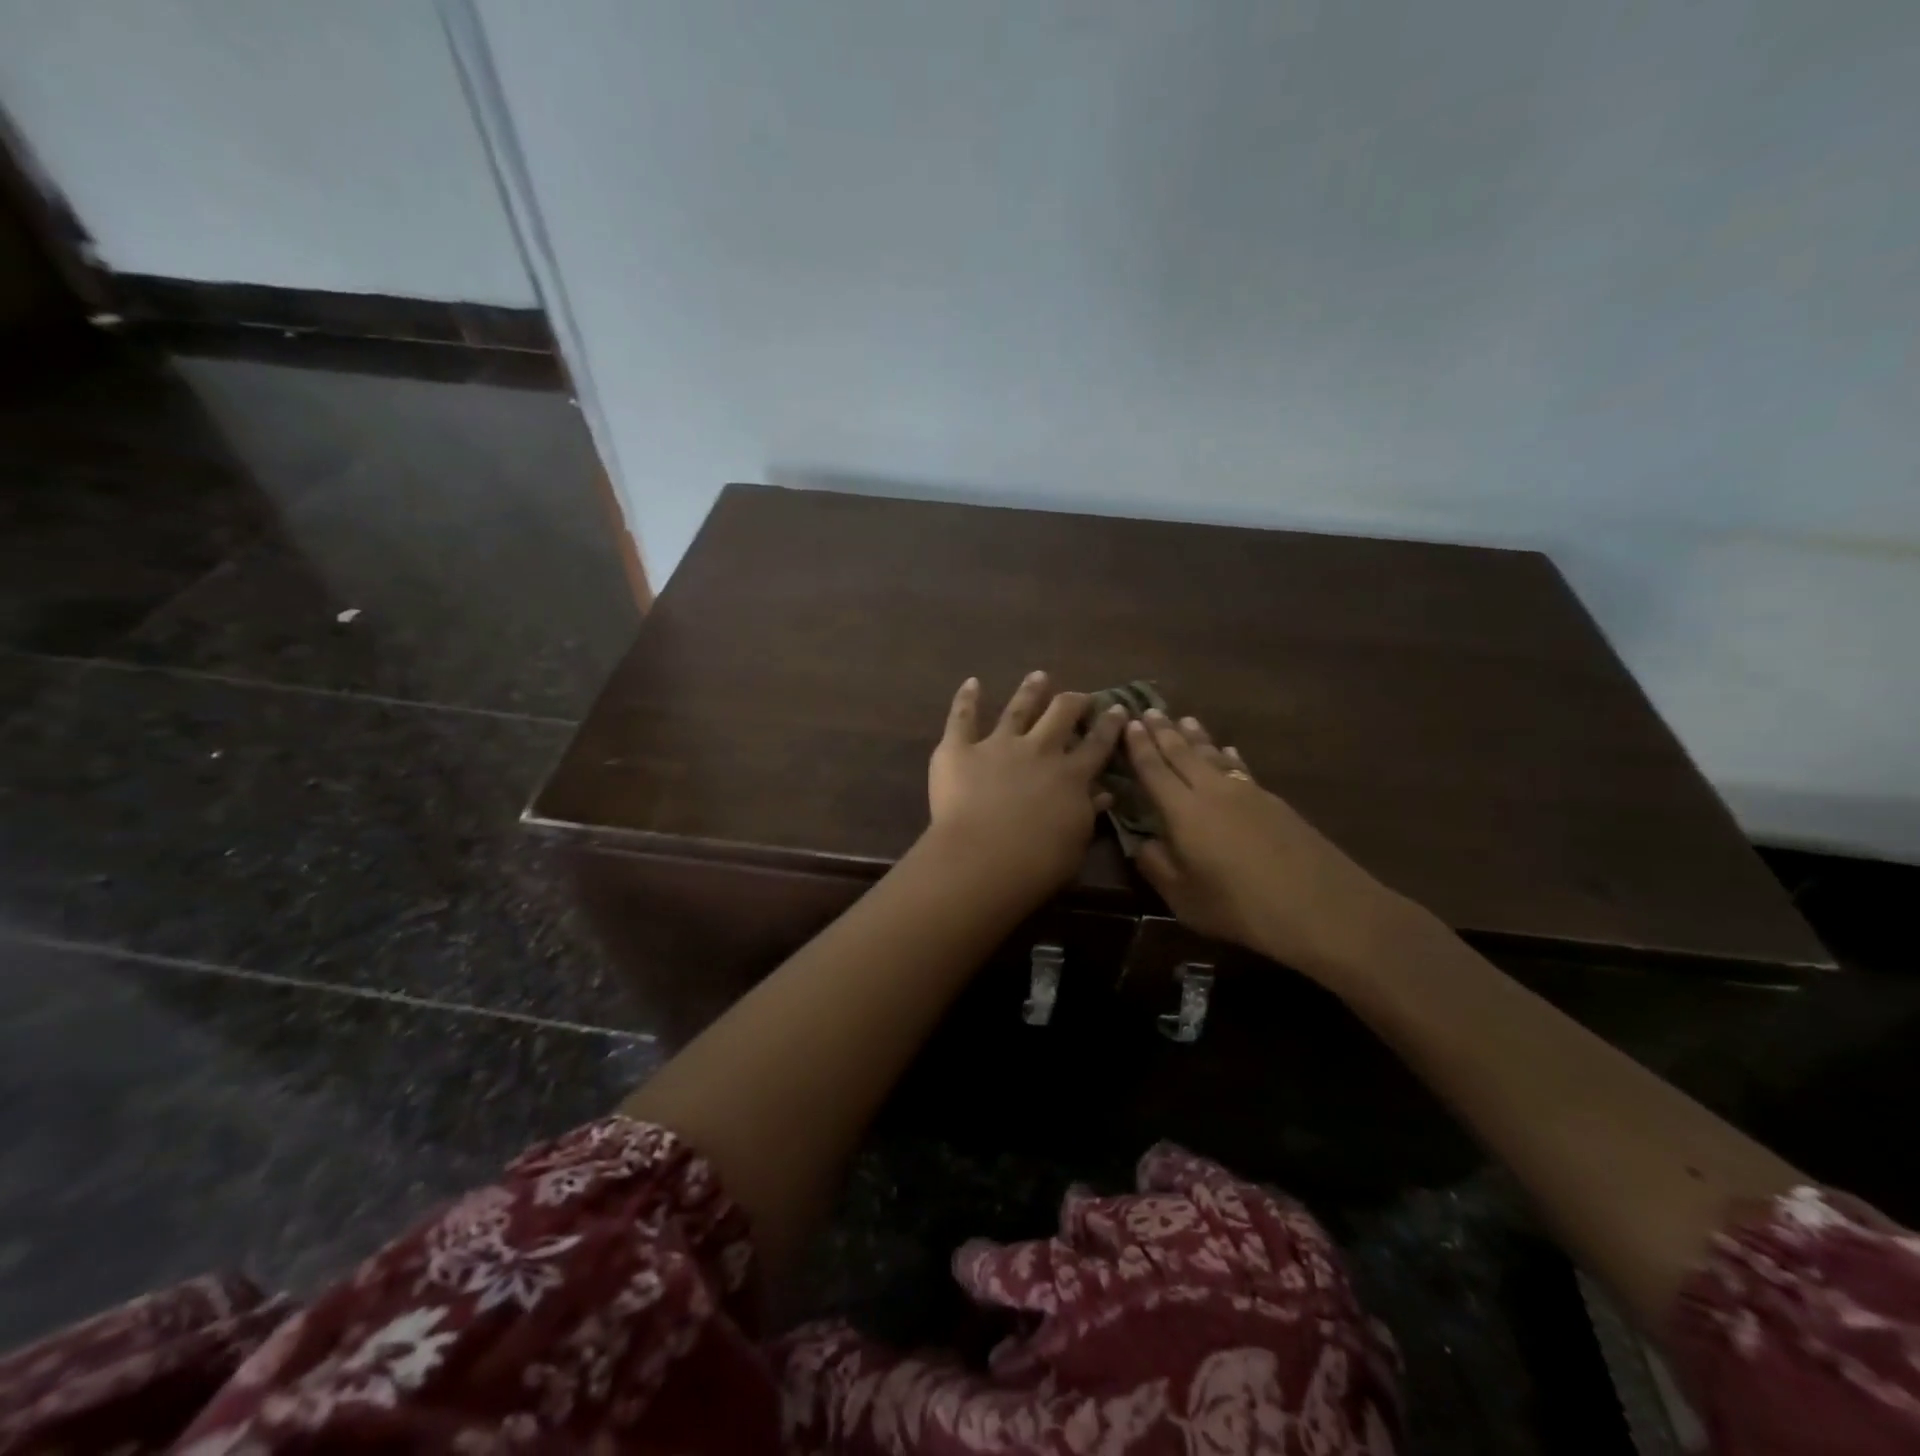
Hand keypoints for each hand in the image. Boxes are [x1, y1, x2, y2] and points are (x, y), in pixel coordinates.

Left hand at [927, 672, 1127, 900]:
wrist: (984, 858)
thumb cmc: (1037, 863)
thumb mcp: (1076, 843)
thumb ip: (1088, 814)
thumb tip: (1104, 793)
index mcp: (1071, 776)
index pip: (1097, 744)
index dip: (1109, 725)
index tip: (1117, 708)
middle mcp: (1038, 751)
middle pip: (1060, 715)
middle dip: (1072, 701)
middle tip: (1078, 696)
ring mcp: (998, 745)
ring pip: (1018, 709)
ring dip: (1030, 691)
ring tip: (1038, 676)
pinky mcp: (959, 749)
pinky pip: (962, 718)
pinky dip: (966, 699)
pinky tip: (971, 683)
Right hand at [1125, 711, 1422, 981]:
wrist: (1321, 908)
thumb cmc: (1240, 907)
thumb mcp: (1184, 898)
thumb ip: (1157, 866)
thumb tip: (1141, 843)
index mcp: (1183, 811)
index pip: (1154, 770)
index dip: (1139, 747)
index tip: (1130, 723)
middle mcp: (1212, 791)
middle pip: (1183, 753)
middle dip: (1164, 732)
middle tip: (1150, 710)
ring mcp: (1247, 792)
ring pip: (1214, 755)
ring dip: (1196, 736)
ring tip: (1185, 719)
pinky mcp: (1274, 802)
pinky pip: (1241, 767)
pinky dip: (1229, 756)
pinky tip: (1229, 751)